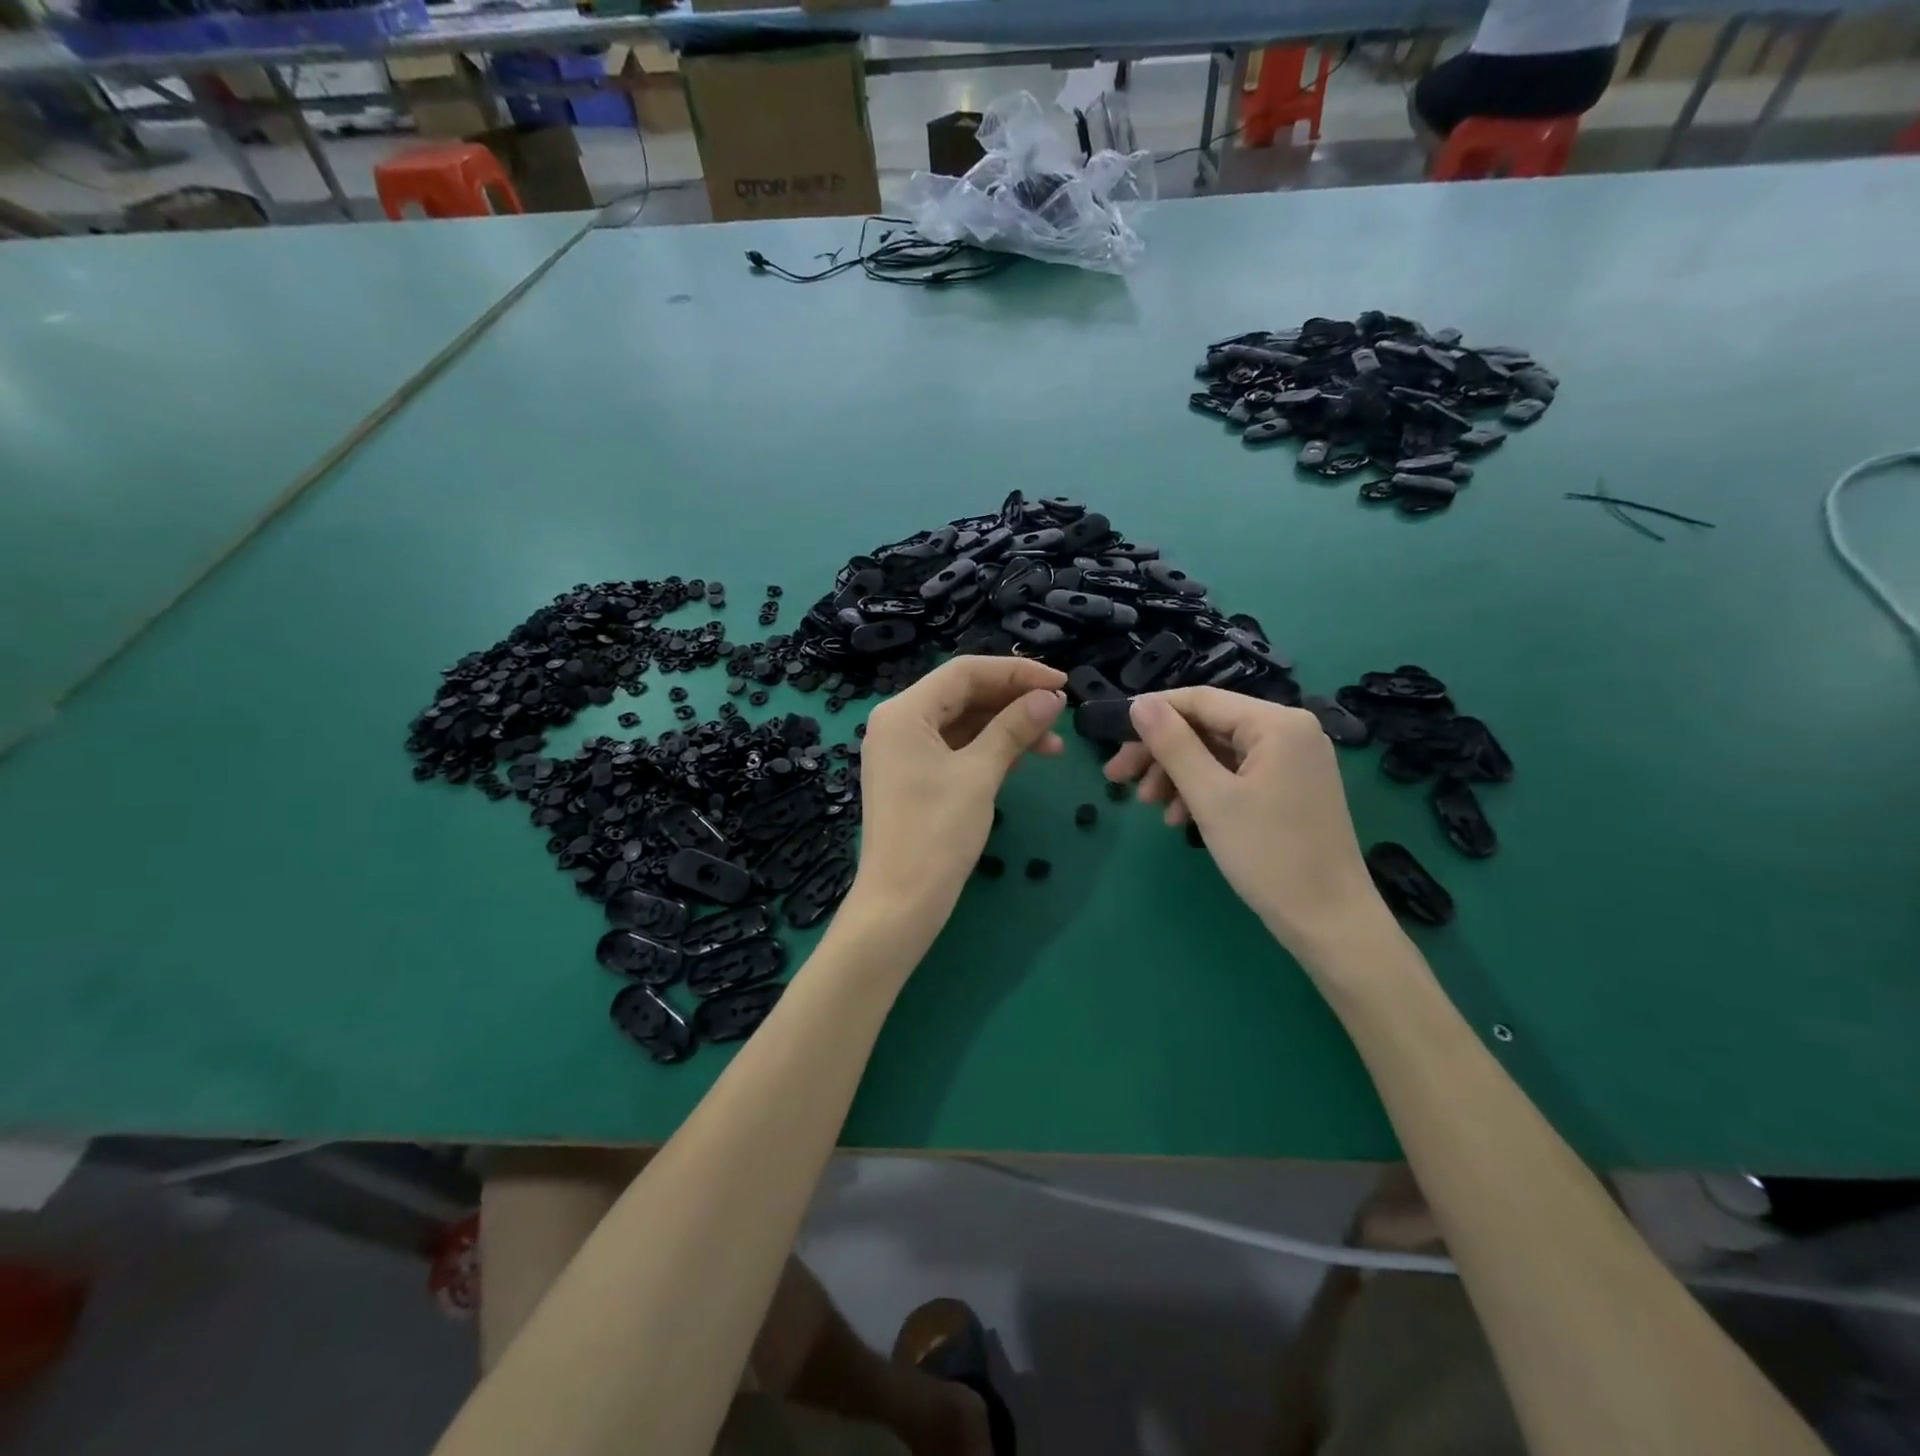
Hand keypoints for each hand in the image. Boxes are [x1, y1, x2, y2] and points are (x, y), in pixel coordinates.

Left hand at [852, 656, 1066, 924]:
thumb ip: (1014, 728)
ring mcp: (905, 751)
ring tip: (1054, 745)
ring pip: (964, 722)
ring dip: (1007, 727)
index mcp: (904, 711)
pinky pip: (957, 748)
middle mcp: (898, 722)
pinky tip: (1026, 757)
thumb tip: (1051, 697)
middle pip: (963, 694)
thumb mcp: (980, 775)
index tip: (1061, 683)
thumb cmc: (937, 833)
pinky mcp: (915, 776)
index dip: (1016, 672)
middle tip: (1060, 711)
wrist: (901, 903)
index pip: (965, 672)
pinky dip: (990, 749)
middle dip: (1014, 700)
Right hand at [1104, 689, 1386, 956]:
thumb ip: (1172, 745)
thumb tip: (1139, 704)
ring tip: (1150, 806)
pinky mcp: (1290, 788)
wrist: (1330, 922)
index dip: (1152, 714)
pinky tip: (1181, 818)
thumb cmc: (1269, 855)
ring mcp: (1293, 761)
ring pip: (1218, 753)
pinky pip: (1236, 775)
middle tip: (1117, 778)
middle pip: (1207, 727)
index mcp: (1276, 723)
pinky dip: (1204, 791)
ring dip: (1178, 775)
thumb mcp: (1211, 797)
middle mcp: (1289, 731)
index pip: (1200, 700)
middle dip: (1161, 752)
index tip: (1111, 739)